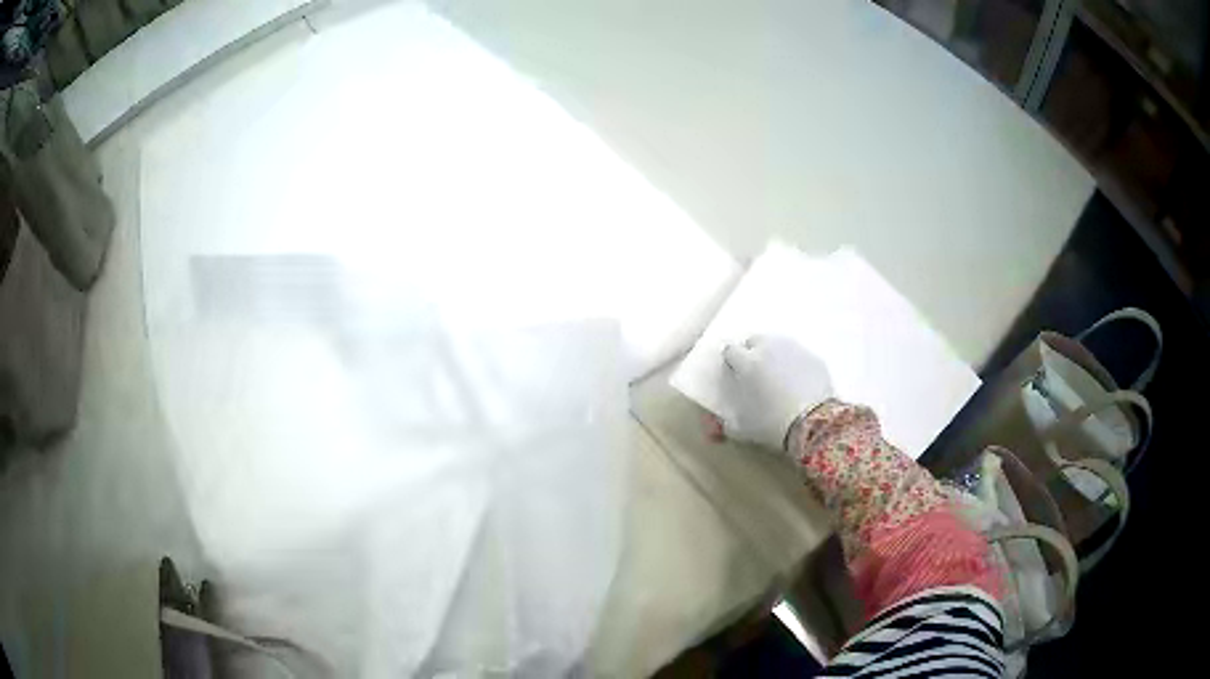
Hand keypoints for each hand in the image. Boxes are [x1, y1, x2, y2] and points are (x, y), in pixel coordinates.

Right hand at [719, 335, 832, 449]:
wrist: (813, 423)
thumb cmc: (772, 424)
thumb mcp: (744, 429)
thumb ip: (728, 423)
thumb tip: (722, 425)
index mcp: (747, 362)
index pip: (731, 350)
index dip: (732, 362)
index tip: (736, 374)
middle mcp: (769, 348)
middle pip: (755, 340)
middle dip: (753, 352)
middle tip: (757, 374)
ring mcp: (794, 350)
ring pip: (779, 344)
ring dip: (776, 355)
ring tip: (780, 377)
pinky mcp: (814, 357)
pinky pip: (800, 356)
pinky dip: (797, 365)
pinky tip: (800, 383)